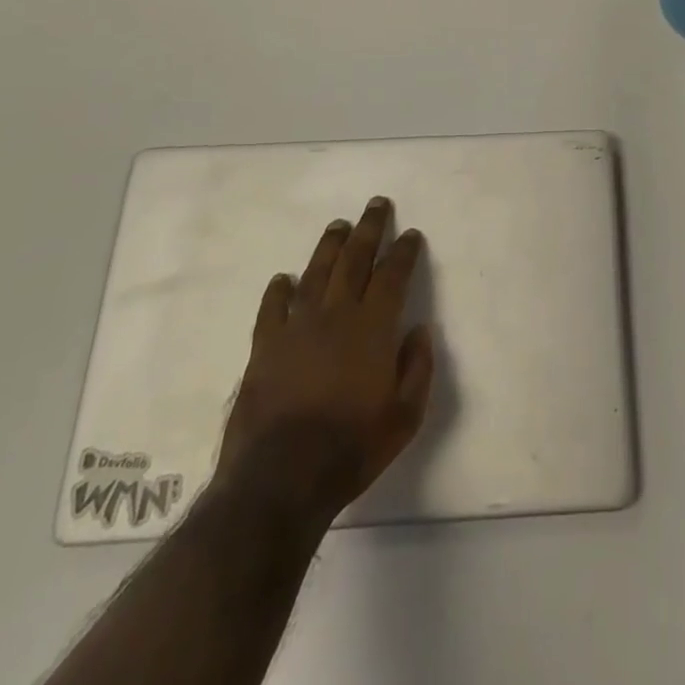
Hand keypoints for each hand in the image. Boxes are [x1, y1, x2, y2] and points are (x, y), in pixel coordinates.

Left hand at [216, 197, 434, 521]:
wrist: (279, 480)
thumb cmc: (350, 448)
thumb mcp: (404, 417)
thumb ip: (417, 369)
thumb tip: (420, 331)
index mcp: (372, 328)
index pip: (392, 275)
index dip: (403, 251)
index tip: (410, 234)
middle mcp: (335, 315)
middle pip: (354, 260)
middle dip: (369, 229)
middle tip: (376, 204)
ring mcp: (296, 328)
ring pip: (316, 273)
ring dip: (329, 246)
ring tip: (339, 226)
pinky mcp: (264, 347)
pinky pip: (272, 307)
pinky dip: (279, 289)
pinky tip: (284, 278)